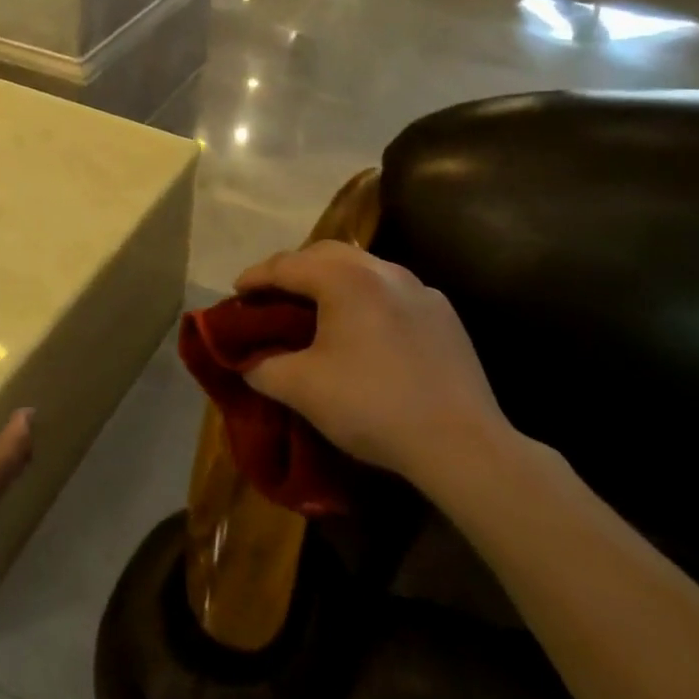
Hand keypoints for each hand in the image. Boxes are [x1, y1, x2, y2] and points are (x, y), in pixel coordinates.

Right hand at [234, 242, 511, 491]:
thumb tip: (248, 362)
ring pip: (362, 269)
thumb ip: (262, 368)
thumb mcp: (301, 389)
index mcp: (344, 279)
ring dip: (331, 280)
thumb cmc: (372, 406)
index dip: (255, 277)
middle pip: (325, 254)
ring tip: (315, 306)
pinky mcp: (444, 314)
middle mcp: (382, 270)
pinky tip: (364, 328)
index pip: (286, 266)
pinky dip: (366, 298)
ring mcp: (419, 289)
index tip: (235, 293)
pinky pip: (392, 291)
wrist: (462, 445)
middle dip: (293, 269)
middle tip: (272, 294)